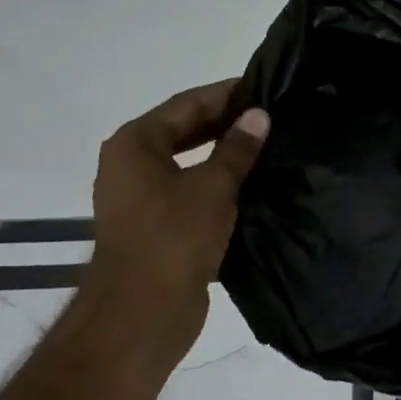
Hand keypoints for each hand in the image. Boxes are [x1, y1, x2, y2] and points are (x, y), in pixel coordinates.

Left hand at [87, 80, 268, 352]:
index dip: (225, 93)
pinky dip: (216, 181)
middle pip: (183, 129)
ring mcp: (140, 197)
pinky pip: (189, 189)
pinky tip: (251, 181)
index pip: (186, 104)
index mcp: (135, 144)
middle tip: (269, 114)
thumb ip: (237, 148)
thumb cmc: (174, 237)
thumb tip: (258, 115)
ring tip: (266, 144)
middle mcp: (130, 164)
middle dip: (225, 122)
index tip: (262, 86)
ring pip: (188, 161)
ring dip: (222, 152)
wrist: (142, 313)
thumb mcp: (214, 185)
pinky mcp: (154, 225)